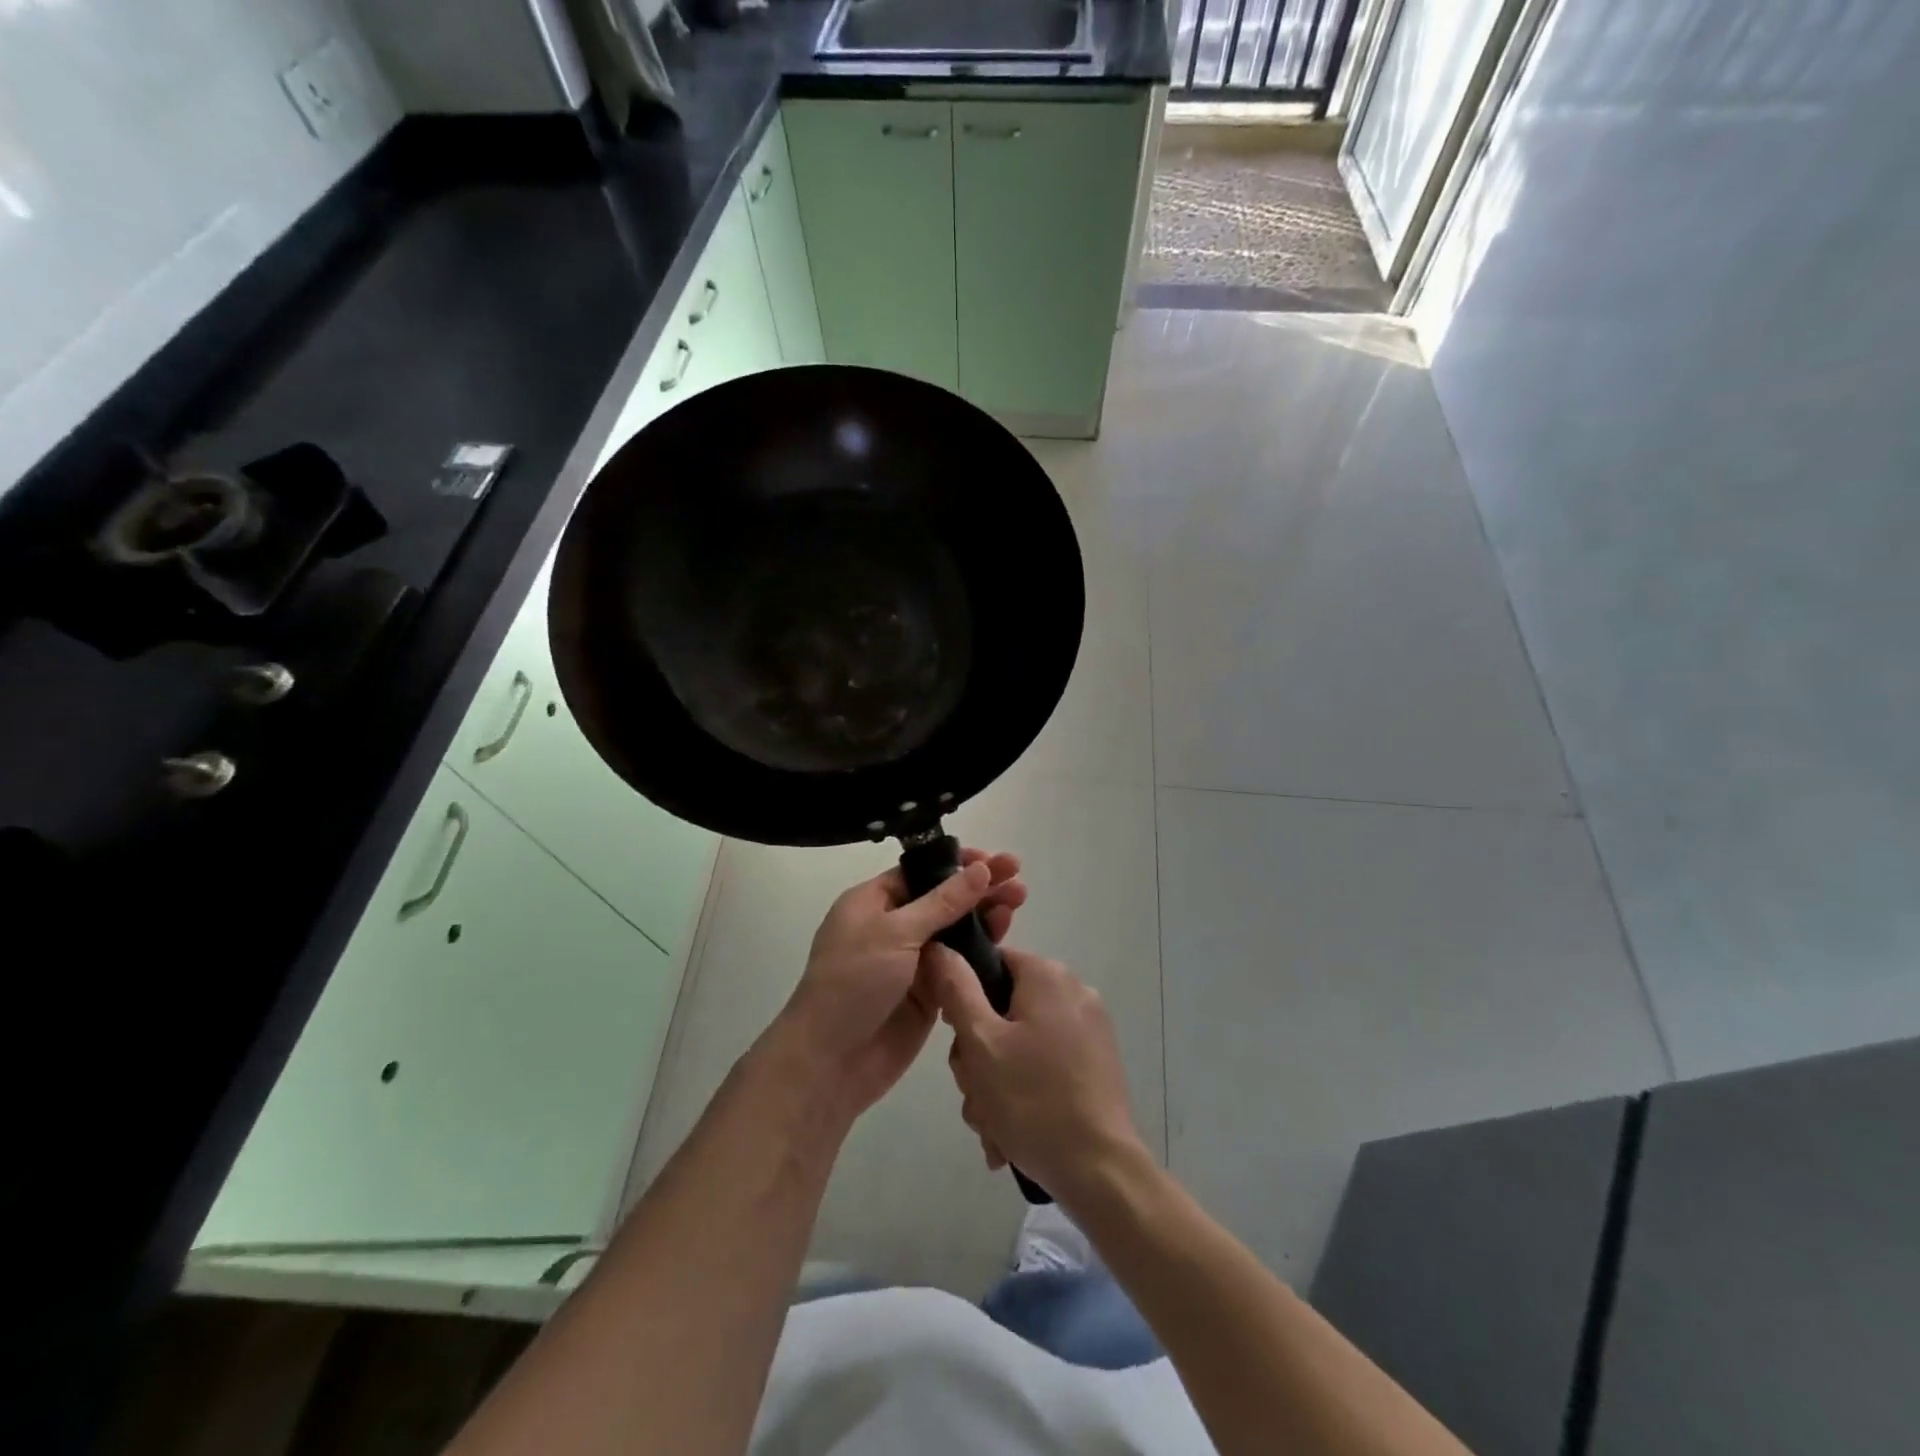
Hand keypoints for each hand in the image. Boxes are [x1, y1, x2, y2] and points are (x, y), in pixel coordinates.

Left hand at [771, 849, 1027, 1121]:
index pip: (921, 872)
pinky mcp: (928, 993)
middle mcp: (892, 927)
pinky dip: (981, 952)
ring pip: (955, 931)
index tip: (995, 861)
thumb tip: (980, 869)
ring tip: (1019, 902)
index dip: (958, 864)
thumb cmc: (854, 982)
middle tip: (1018, 879)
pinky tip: (1006, 939)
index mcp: (873, 902)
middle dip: (979, 887)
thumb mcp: (896, 933)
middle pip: (943, 899)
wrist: (831, 1061)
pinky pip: (959, 965)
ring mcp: (912, 962)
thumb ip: (943, 902)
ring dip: (985, 916)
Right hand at [929, 945, 1147, 1207]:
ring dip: (996, 1084)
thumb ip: (956, 990)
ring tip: (992, 1126)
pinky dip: (1025, 1093)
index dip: (964, 997)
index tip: (958, 1039)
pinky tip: (1012, 1134)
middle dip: (979, 1056)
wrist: (1100, 1172)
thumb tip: (939, 948)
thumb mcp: (981, 1042)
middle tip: (976, 1092)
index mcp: (1048, 976)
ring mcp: (1089, 1030)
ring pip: (1020, 1044)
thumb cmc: (1033, 1100)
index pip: (991, 963)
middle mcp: (1074, 992)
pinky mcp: (1096, 1064)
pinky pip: (1045, 1065)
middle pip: (1003, 1009)